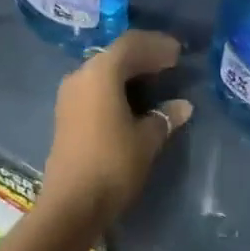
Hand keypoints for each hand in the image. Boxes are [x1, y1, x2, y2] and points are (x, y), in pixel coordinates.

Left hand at [40, 30, 191, 230]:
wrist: (70, 206)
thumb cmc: (112, 164)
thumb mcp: (147, 139)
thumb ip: (165, 116)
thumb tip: (183, 105)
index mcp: (101, 72)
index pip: (132, 44)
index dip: (157, 45)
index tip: (179, 53)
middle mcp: (82, 74)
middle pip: (116, 54)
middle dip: (145, 56)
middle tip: (171, 63)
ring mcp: (70, 95)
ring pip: (104, 71)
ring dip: (130, 71)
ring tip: (156, 79)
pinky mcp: (66, 114)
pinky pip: (96, 87)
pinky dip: (117, 86)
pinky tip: (134, 99)